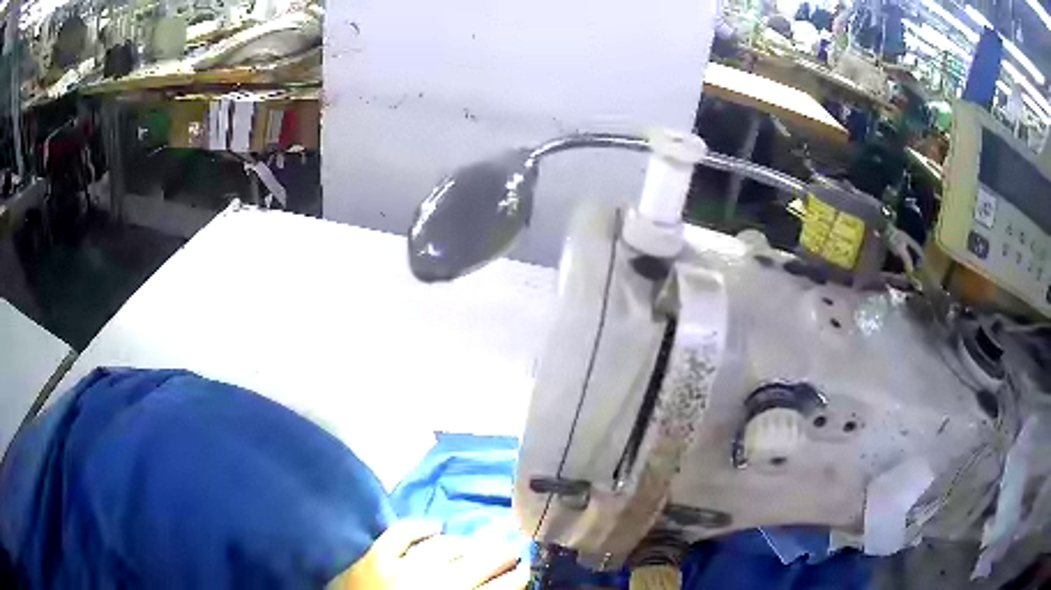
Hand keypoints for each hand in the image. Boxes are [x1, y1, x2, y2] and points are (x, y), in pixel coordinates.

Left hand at [330, 521, 527, 589]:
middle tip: (512, 549)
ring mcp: (402, 566)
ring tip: (472, 545)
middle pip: (480, 562)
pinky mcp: (375, 556)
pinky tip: (434, 526)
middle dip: (501, 555)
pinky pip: (402, 532)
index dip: (519, 575)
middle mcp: (436, 583)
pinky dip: (420, 527)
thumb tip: (496, 589)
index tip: (527, 567)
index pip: (501, 587)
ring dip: (464, 544)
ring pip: (446, 546)